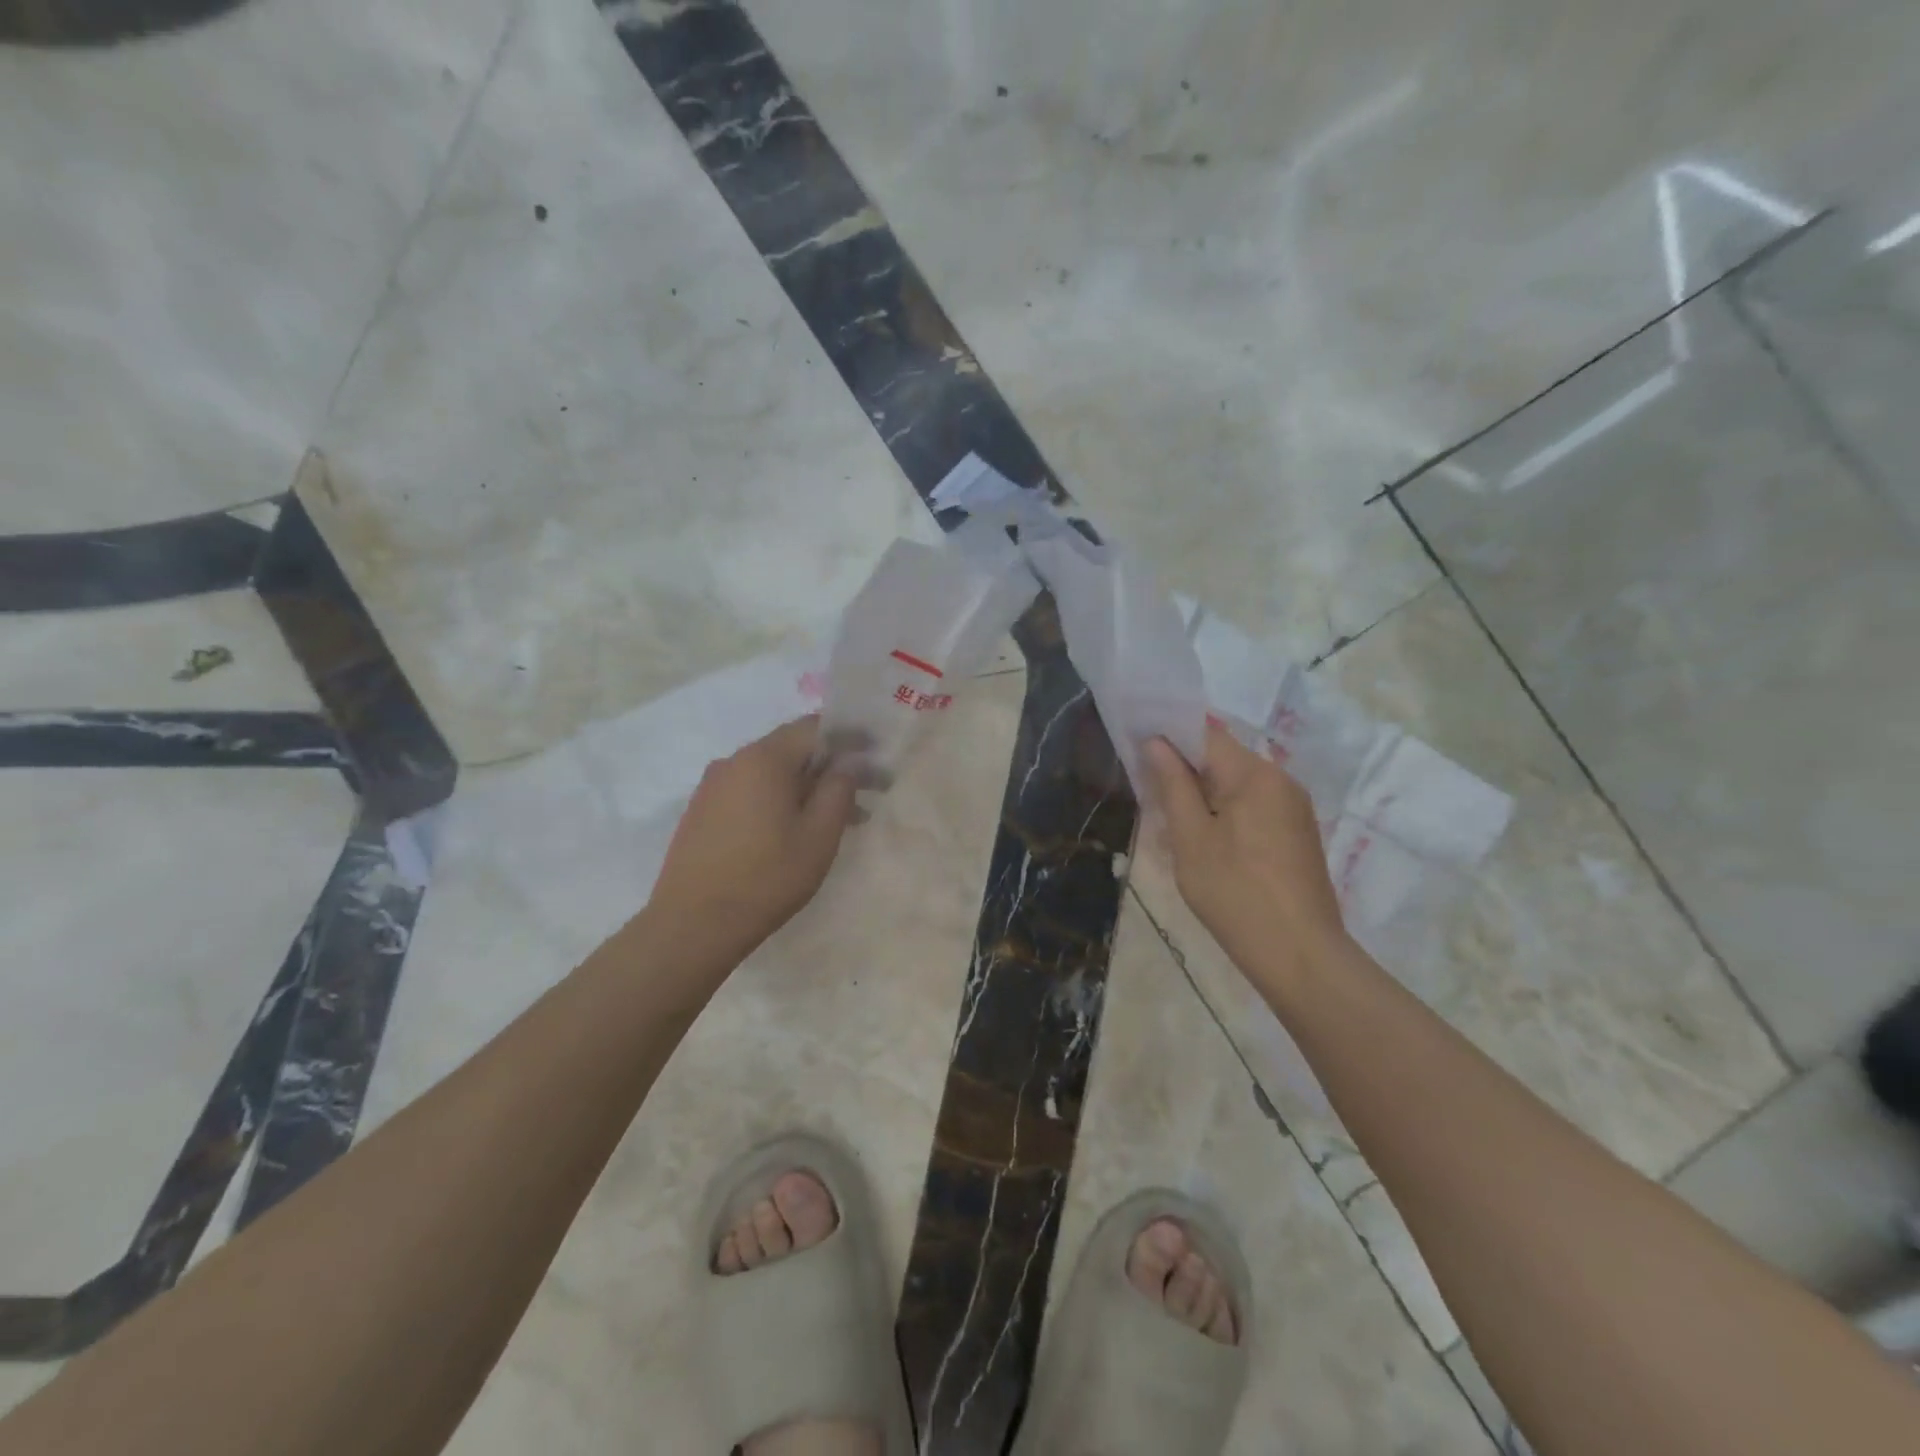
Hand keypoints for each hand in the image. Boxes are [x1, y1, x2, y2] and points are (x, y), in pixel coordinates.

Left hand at [648, 716, 859, 964]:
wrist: (692, 925)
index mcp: (764, 759)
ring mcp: (713, 786)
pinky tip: (794, 831)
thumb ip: (839, 790)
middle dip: (830, 766)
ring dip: (806, 787)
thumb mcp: (819, 836)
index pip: (814, 727)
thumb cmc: (767, 878)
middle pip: (791, 749)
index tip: (875, 755)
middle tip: (865, 792)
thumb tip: (849, 762)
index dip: (849, 737)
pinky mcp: (702, 811)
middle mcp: (734, 761)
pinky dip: (778, 800)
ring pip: (771, 773)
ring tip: (835, 820)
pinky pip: (750, 791)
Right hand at [1146, 723, 1347, 991]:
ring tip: (1175, 823)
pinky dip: (1227, 813)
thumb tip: (1156, 743)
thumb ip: (1173, 785)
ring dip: (1205, 795)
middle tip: (1150, 794)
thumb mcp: (1191, 838)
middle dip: (1186, 771)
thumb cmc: (1234, 892)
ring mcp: (1295, 809)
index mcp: (1255, 775)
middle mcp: (1282, 781)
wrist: (1299, 955)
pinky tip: (1208, 843)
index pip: (1206, 735)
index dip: (1170, 738)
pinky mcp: (1298, 834)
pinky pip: (1255, 807)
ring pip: (1238, 785)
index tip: (1139, 752)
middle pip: (1224, 759)